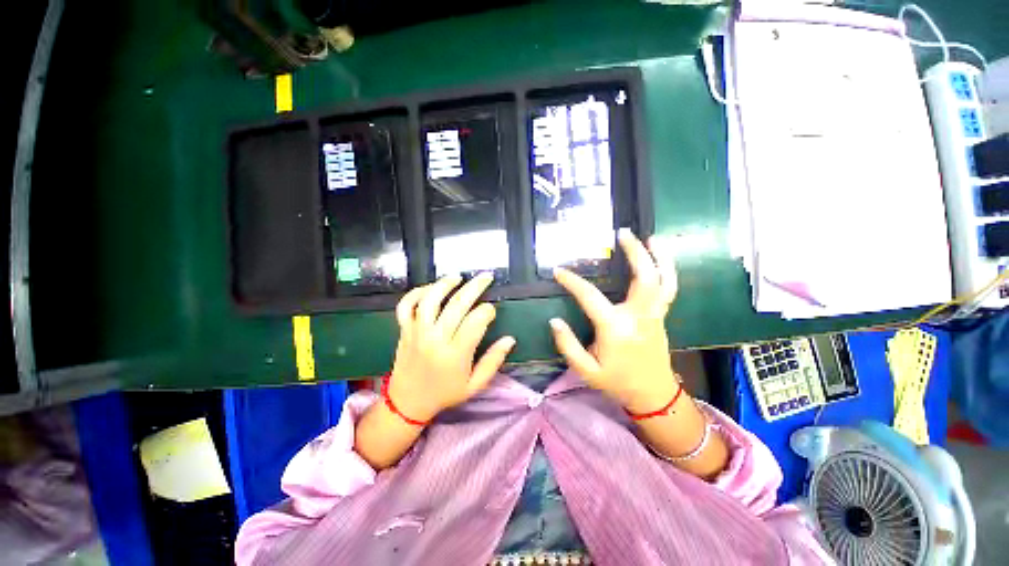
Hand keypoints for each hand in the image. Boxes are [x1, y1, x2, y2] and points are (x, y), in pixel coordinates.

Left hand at [388, 272, 515, 421]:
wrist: (407, 403)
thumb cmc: (445, 394)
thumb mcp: (475, 385)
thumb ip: (493, 361)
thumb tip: (510, 340)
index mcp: (455, 354)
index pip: (475, 322)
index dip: (487, 311)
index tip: (491, 311)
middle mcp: (435, 339)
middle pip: (456, 304)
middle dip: (475, 287)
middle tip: (486, 277)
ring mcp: (416, 333)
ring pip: (430, 300)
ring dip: (444, 284)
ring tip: (458, 277)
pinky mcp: (404, 330)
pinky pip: (406, 306)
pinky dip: (415, 293)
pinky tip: (430, 289)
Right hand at [550, 228, 678, 413]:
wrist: (653, 396)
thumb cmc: (617, 382)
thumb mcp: (586, 370)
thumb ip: (568, 345)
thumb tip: (554, 321)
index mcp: (616, 328)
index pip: (590, 297)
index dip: (572, 281)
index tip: (559, 271)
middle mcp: (639, 316)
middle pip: (643, 277)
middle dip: (635, 252)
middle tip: (623, 233)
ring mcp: (654, 315)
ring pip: (663, 280)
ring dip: (659, 256)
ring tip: (650, 237)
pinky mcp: (661, 316)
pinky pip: (669, 288)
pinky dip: (668, 270)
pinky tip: (661, 258)